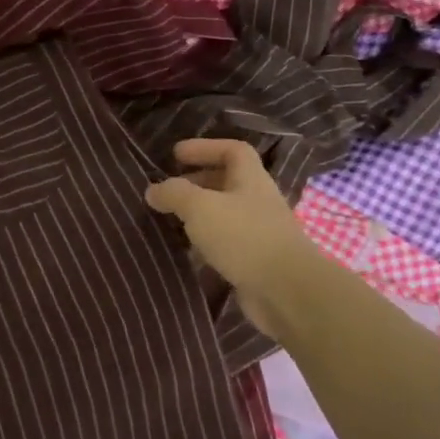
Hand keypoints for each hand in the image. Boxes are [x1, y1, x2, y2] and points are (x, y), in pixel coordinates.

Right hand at [145, 139, 320, 334]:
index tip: (176, 154)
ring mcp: (259, 233)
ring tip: (169, 222)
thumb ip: (174, 194)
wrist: (286, 291)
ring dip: (198, 216)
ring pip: (224, 215)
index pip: (233, 150)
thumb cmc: (244, 237)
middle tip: (168, 191)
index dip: (205, 147)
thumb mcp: (201, 207)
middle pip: (227, 182)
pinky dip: (204, 245)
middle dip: (197, 183)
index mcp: (251, 179)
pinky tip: (185, 253)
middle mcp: (257, 202)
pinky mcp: (254, 262)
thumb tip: (153, 190)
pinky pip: (225, 245)